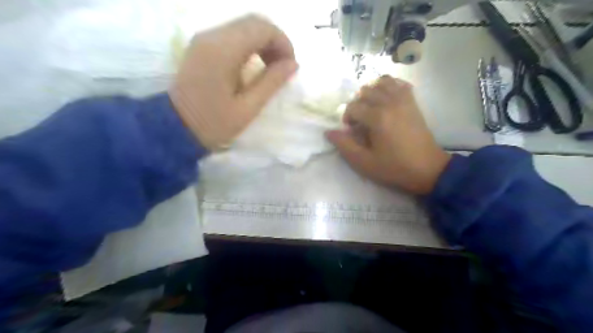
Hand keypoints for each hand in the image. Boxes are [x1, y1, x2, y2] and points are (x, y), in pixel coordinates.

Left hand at [170, 15, 298, 149]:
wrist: (174, 127)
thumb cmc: (213, 123)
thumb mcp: (247, 108)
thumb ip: (271, 82)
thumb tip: (293, 64)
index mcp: (223, 51)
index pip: (262, 28)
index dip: (283, 43)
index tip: (290, 66)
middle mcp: (212, 36)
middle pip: (253, 21)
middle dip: (275, 41)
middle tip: (282, 67)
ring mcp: (204, 38)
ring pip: (244, 26)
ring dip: (263, 42)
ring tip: (270, 68)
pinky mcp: (202, 45)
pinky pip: (232, 34)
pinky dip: (250, 45)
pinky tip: (254, 65)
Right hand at [327, 75, 452, 194]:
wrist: (427, 169)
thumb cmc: (394, 168)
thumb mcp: (364, 162)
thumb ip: (344, 145)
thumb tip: (329, 132)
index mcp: (378, 118)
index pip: (353, 107)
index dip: (347, 118)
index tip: (351, 131)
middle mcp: (390, 103)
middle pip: (365, 91)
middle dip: (357, 105)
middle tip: (360, 122)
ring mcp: (404, 100)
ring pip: (381, 82)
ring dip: (371, 93)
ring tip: (371, 108)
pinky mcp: (412, 102)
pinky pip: (399, 84)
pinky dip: (389, 86)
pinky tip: (386, 99)